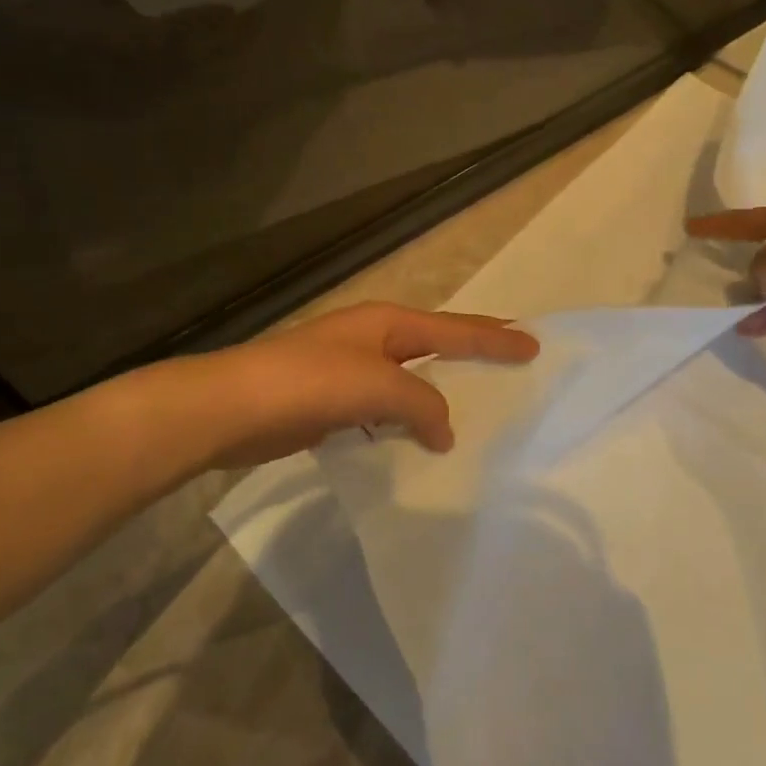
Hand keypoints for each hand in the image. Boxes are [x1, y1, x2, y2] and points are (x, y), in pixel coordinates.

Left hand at [193, 302, 539, 467]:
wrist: (232, 408)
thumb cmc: (311, 383)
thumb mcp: (379, 386)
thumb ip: (422, 404)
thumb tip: (442, 430)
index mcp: (388, 323)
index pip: (455, 329)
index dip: (496, 337)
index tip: (533, 344)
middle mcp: (373, 340)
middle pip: (436, 344)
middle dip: (473, 350)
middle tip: (511, 357)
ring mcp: (350, 370)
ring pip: (410, 380)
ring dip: (439, 392)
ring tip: (474, 406)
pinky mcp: (333, 403)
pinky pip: (385, 409)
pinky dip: (407, 421)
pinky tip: (420, 441)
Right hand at [686, 203, 765, 349]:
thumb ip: (757, 271)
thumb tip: (763, 286)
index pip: (745, 220)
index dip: (716, 225)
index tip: (689, 228)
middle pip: (762, 251)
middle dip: (736, 263)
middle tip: (705, 274)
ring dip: (754, 298)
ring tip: (724, 311)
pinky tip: (747, 330)